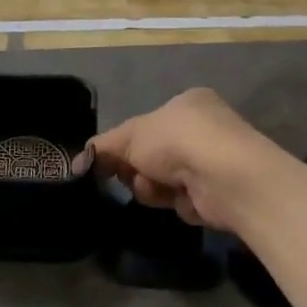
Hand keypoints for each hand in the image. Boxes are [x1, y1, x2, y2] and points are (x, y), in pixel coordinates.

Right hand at [88, 88, 294, 232]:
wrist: (225, 176)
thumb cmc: (178, 140)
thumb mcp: (131, 135)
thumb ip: (105, 146)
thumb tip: (81, 159)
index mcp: (187, 104)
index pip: (147, 125)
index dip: (126, 144)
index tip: (108, 161)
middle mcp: (203, 129)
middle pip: (153, 156)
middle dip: (139, 169)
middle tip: (134, 175)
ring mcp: (213, 162)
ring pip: (165, 181)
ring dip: (154, 188)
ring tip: (159, 188)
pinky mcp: (219, 193)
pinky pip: (183, 200)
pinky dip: (178, 202)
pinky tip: (183, 199)